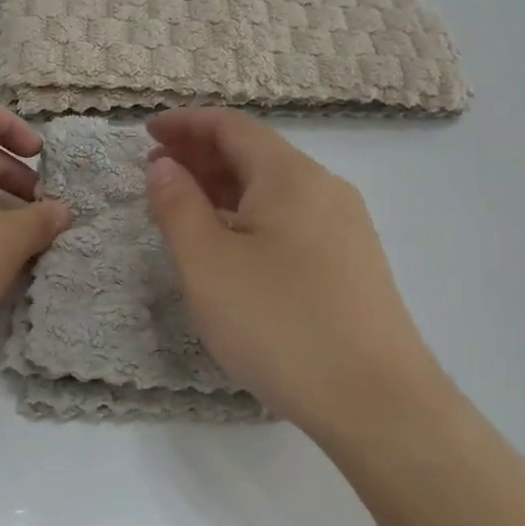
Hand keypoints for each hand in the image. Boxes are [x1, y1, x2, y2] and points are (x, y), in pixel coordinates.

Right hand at [145, 109, 442, 445]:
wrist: (377, 402)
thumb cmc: (280, 325)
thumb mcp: (208, 265)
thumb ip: (178, 206)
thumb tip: (163, 164)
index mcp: (290, 176)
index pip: (231, 126)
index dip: (185, 123)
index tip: (147, 131)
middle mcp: (324, 188)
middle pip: (255, 153)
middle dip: (201, 154)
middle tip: (157, 169)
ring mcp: (345, 226)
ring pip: (274, 188)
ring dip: (225, 186)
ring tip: (186, 205)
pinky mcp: (353, 262)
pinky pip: (292, 218)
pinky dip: (251, 214)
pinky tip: (233, 244)